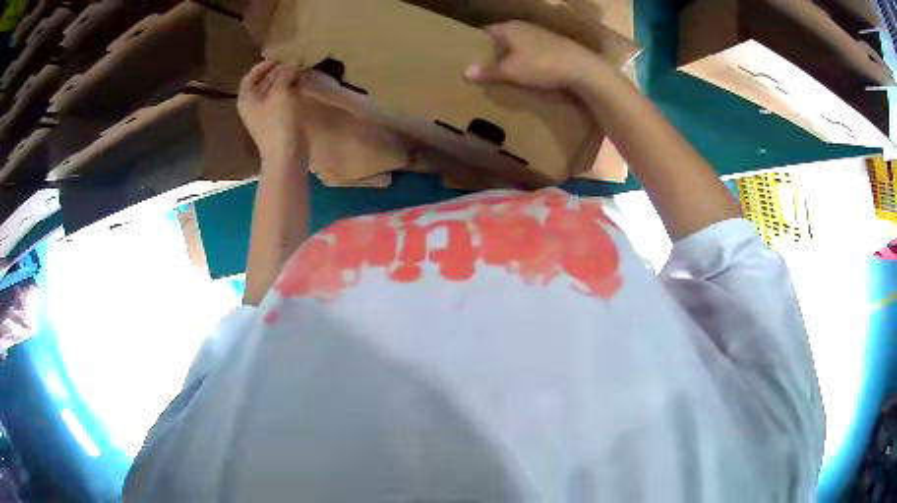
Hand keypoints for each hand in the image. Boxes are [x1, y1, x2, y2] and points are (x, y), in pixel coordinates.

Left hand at [238, 61, 308, 164]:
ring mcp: (266, 115)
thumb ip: (285, 74)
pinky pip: (283, 101)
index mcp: (247, 98)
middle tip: (294, 63)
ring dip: (286, 81)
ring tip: (301, 72)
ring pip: (274, 92)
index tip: (279, 58)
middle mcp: (253, 106)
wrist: (286, 155)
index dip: (263, 66)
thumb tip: (291, 64)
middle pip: (263, 83)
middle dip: (278, 72)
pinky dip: (291, 91)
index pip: (250, 76)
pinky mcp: (278, 122)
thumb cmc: (278, 122)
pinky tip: (302, 85)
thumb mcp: (280, 92)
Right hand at [465, 21, 606, 89]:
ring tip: (505, 71)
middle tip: (485, 66)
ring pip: (519, 43)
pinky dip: (527, 58)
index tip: (470, 56)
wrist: (581, 68)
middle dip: (494, 50)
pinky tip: (528, 71)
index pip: (485, 31)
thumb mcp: (510, 71)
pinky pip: (533, 50)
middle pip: (502, 37)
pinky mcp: (555, 44)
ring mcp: (541, 34)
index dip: (477, 43)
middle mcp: (523, 26)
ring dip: (512, 54)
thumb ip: (488, 71)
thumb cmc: (541, 65)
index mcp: (508, 28)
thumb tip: (465, 72)